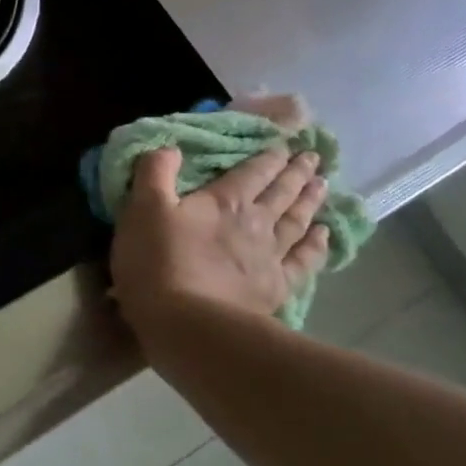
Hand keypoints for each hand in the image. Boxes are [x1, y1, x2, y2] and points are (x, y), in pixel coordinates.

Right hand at [109, 146, 329, 332]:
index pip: (252, 171)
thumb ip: (154, 173)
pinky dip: (316, 245)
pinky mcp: (275, 288)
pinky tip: (323, 236)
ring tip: (323, 185)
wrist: (188, 323)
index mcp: (224, 201)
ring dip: (310, 201)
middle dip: (296, 172)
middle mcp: (255, 223)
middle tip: (312, 157)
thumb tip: (169, 146)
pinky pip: (303, 261)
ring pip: (297, 221)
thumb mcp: (142, 210)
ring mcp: (270, 257)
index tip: (284, 143)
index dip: (268, 155)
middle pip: (281, 192)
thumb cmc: (157, 262)